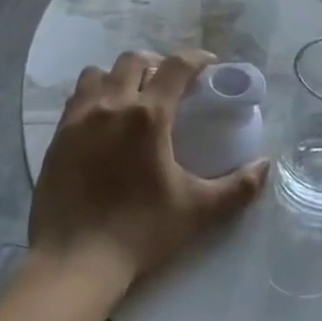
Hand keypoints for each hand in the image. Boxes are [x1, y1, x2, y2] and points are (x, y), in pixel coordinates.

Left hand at [30, 50, 268, 290]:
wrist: (74, 262)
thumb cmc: (140, 232)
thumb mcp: (198, 211)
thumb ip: (238, 187)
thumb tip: (265, 165)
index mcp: (148, 116)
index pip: (175, 66)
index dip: (196, 59)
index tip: (209, 65)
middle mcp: (111, 106)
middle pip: (133, 60)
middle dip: (157, 64)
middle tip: (172, 84)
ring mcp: (78, 120)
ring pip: (98, 74)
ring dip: (120, 76)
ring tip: (133, 97)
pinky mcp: (57, 138)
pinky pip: (76, 98)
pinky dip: (94, 96)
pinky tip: (104, 121)